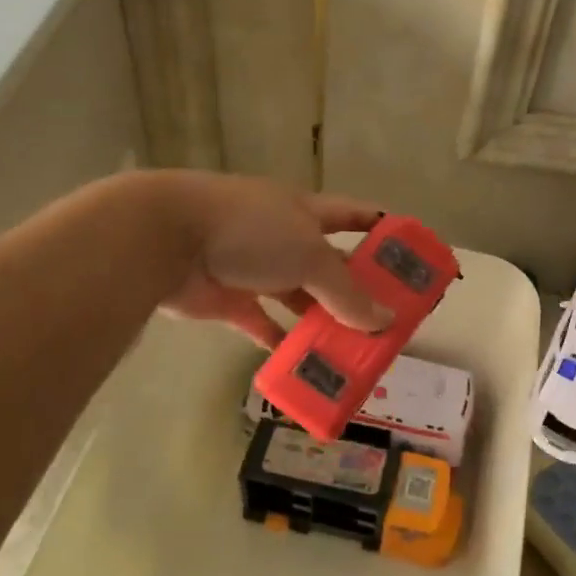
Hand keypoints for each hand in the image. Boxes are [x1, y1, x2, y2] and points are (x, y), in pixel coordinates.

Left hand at [154, 174, 392, 346]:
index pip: (353, 215)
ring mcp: (254, 268)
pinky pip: (263, 324)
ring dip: (322, 321)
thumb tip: (385, 321)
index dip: (382, 230)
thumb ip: (347, 292)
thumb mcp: (309, 255)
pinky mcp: (229, 299)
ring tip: (353, 348)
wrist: (166, 239)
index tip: (409, 256)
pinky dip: (281, 342)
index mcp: (305, 212)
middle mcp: (283, 237)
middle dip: (357, 289)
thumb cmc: (250, 231)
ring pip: (298, 298)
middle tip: (387, 320)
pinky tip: (305, 363)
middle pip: (329, 264)